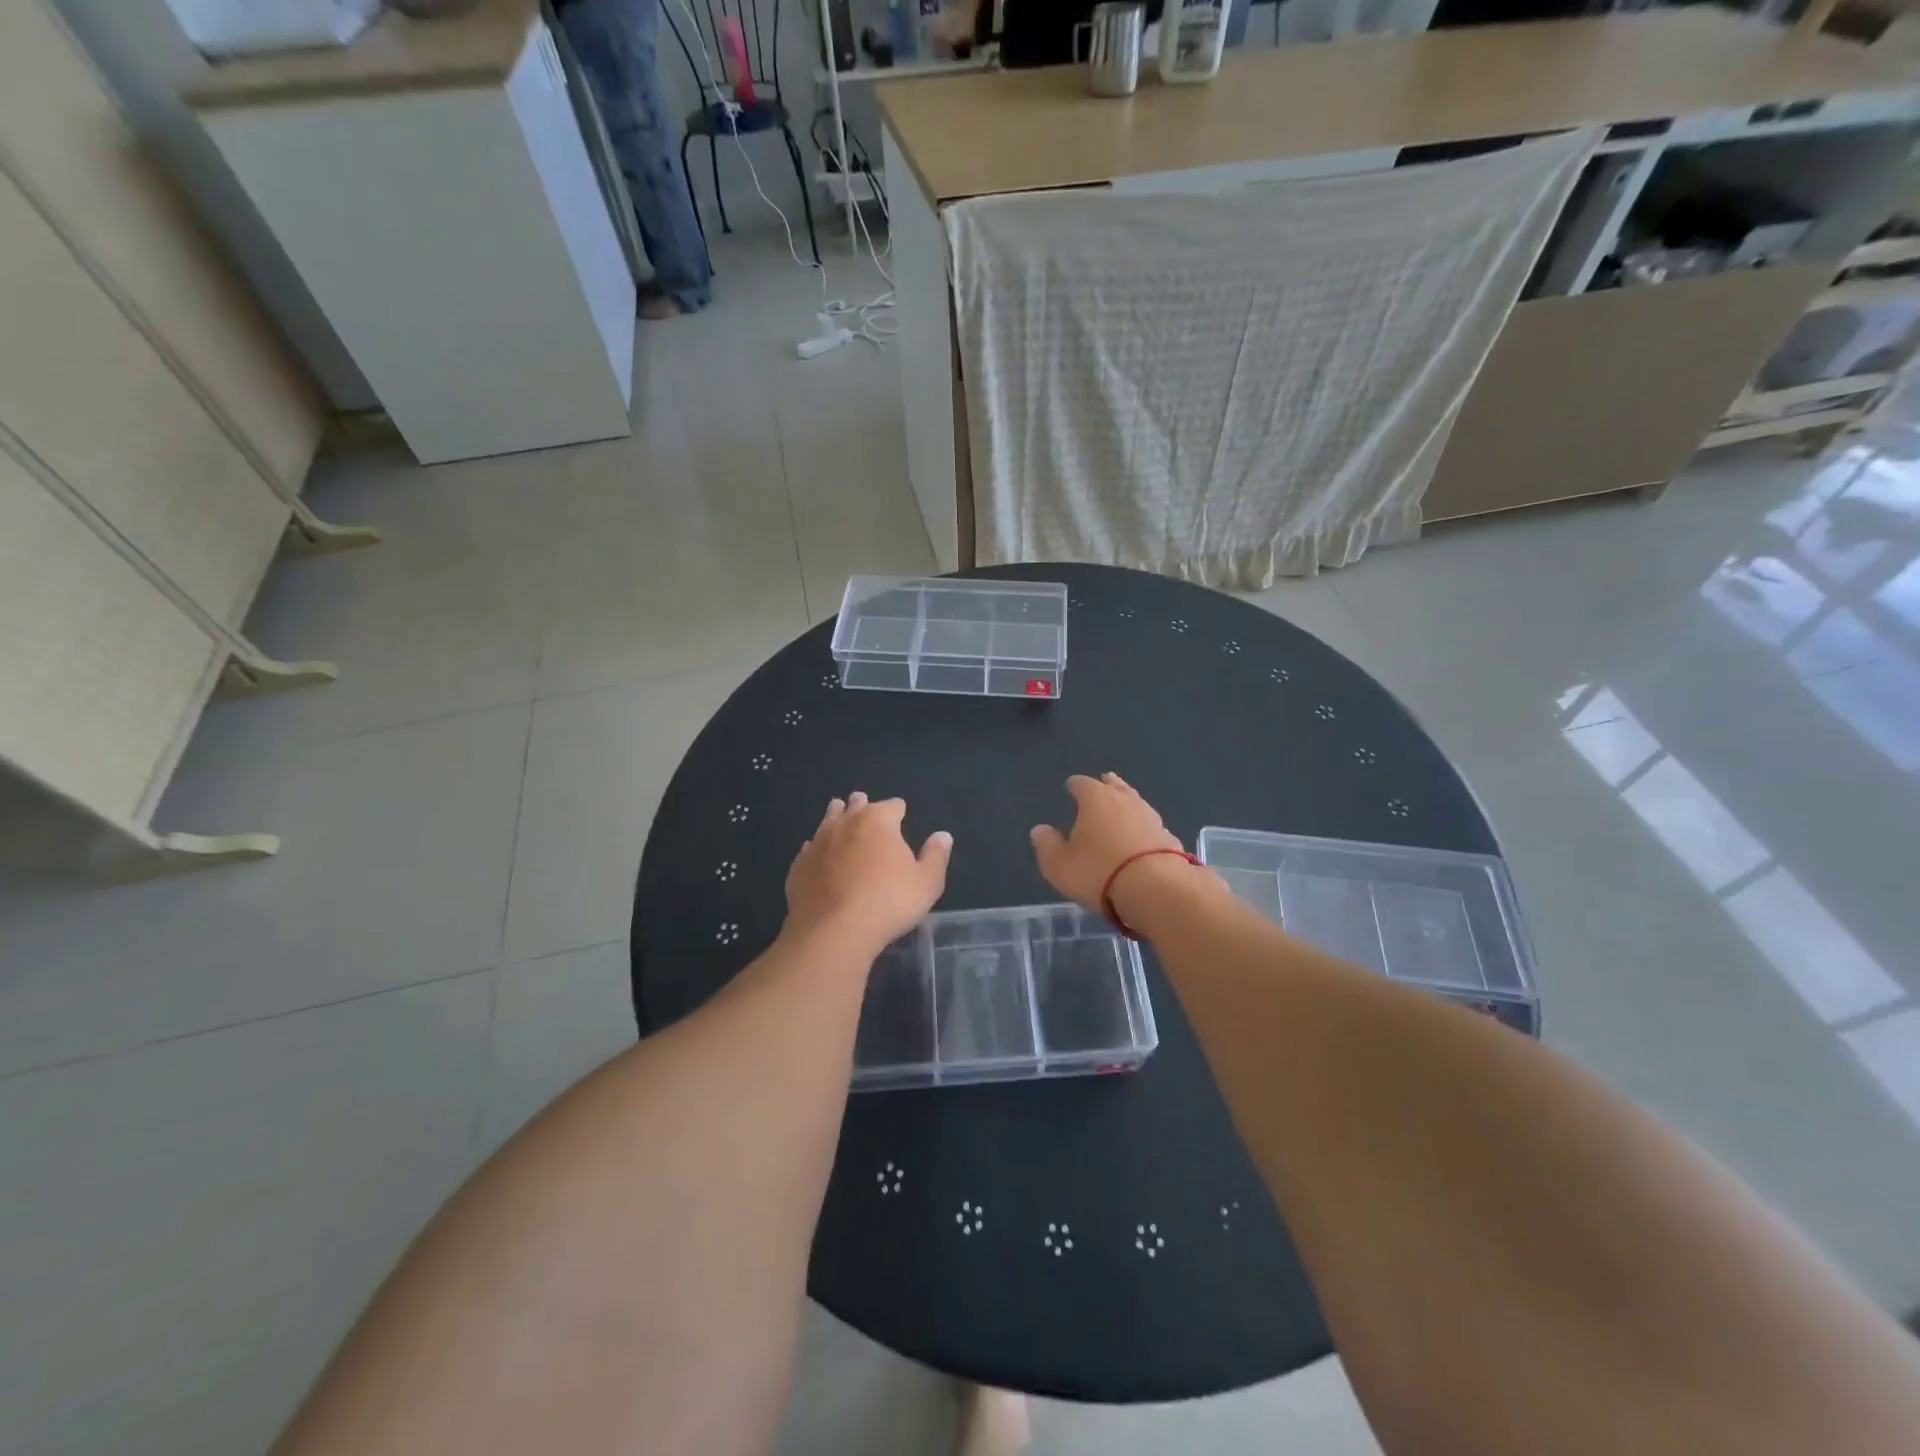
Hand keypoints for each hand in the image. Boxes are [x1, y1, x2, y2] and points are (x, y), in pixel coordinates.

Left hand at [784, 792, 951, 952]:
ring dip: (836, 817)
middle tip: (864, 804)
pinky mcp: (798, 867)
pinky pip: (810, 849)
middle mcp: (845, 823)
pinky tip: (818, 855)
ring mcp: (818, 843)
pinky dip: (817, 849)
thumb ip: (936, 856)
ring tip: (838, 813)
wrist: (833, 932)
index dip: (899, 810)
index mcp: (878, 820)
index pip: (893, 805)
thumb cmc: (888, 902)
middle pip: (856, 806)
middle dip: (862, 805)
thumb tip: (943, 835)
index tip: (901, 815)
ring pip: (828, 821)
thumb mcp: (927, 882)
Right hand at [1030, 773, 1185, 912]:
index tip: (1071, 787)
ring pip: (1136, 804)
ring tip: (1123, 809)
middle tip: (1104, 783)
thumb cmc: (1099, 872)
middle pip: (1115, 786)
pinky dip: (1143, 830)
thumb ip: (1047, 846)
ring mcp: (1152, 818)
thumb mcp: (1059, 865)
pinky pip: (1151, 828)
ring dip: (1128, 806)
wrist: (1156, 890)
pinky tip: (1141, 838)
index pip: (1082, 783)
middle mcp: (1125, 801)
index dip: (1075, 785)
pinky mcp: (1170, 839)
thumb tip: (1040, 830)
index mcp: (1096, 799)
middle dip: (1107, 785)